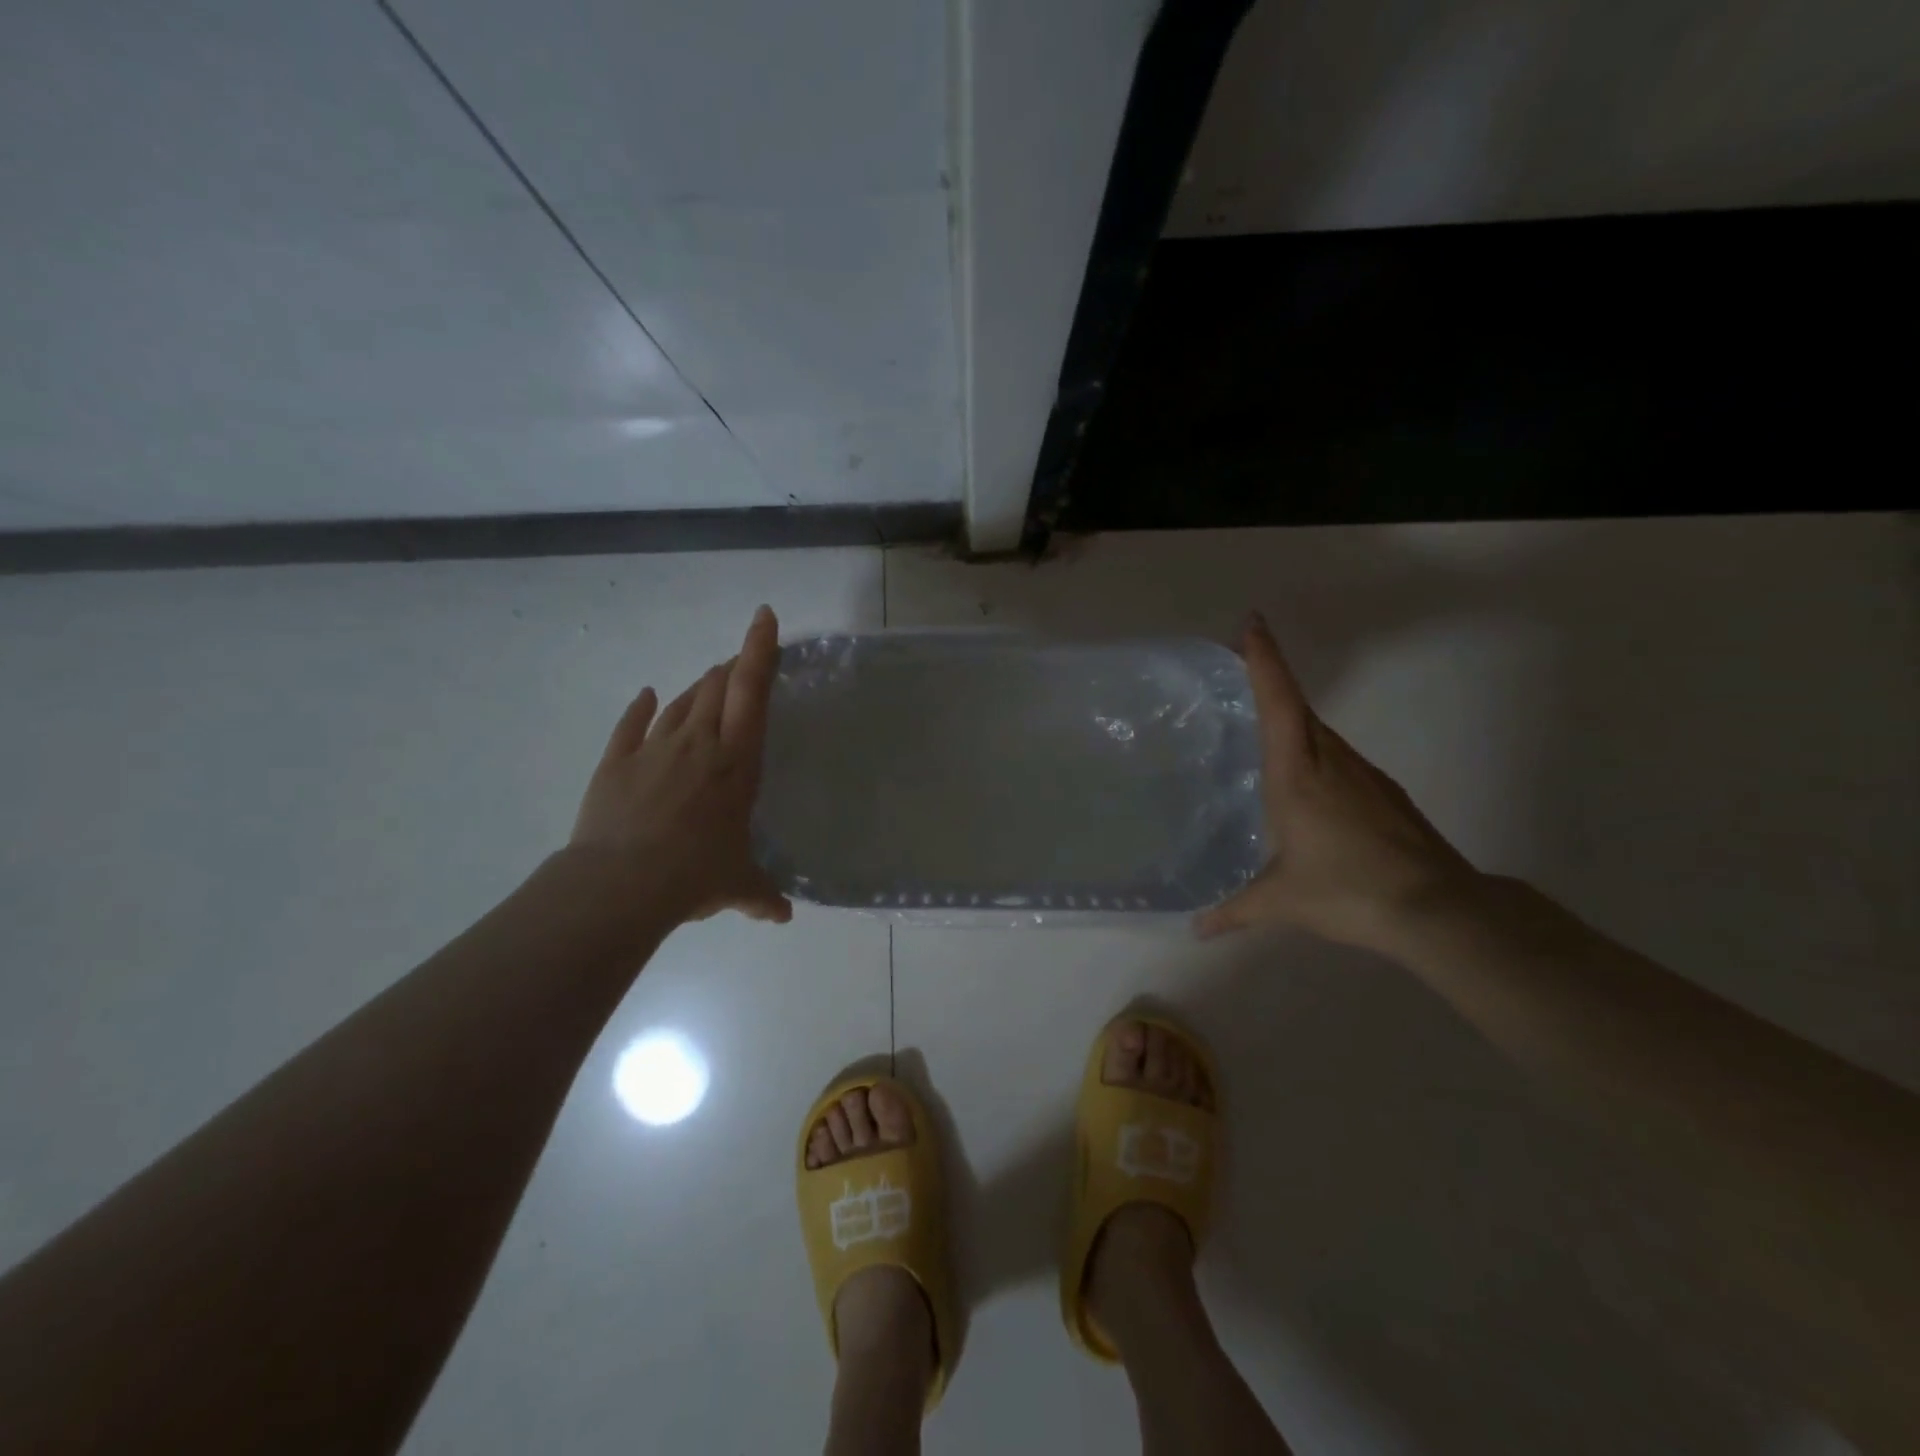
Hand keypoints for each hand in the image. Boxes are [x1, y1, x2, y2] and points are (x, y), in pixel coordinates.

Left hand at [569, 605, 792, 926]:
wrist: (620, 884)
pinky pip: (632, 724)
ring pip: (681, 702)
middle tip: (740, 664)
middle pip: (717, 688)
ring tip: (709, 681)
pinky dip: (641, 708)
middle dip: (731, 669)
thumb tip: (782, 916)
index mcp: (736, 762)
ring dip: (698, 688)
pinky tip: (647, 695)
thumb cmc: (695, 875)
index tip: (764, 616)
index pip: (753, 693)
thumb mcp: (737, 885)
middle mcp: (698, 743)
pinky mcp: (617, 762)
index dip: (760, 651)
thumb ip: (761, 895)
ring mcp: (654, 748)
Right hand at [1195, 613, 1478, 950]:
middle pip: (1297, 706)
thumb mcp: (1281, 901)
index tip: (1251, 624)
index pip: (1278, 703)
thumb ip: (1235, 910)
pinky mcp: (1383, 792)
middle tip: (1239, 665)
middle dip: (1270, 678)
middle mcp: (1330, 761)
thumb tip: (1197, 929)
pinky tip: (1305, 778)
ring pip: (1319, 730)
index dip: (1264, 661)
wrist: (1436, 908)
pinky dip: (1314, 747)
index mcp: (1297, 774)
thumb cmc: (1347, 891)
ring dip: (1291, 716)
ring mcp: (1362, 774)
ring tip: (1260, 723)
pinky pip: (1337, 754)